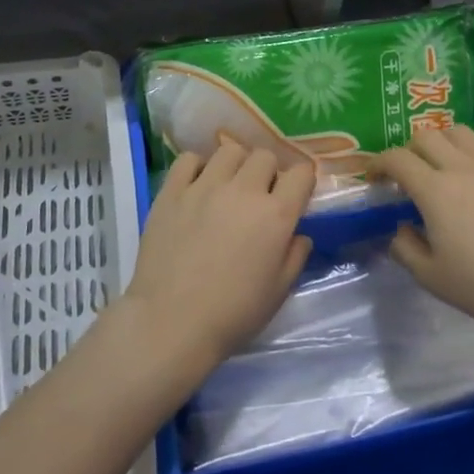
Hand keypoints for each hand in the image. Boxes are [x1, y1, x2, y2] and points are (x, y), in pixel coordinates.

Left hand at [125, 140, 313, 373]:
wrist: (170, 323)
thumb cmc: (232, 314)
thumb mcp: (279, 292)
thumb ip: (295, 257)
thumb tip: (298, 235)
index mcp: (275, 215)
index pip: (301, 173)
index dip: (302, 181)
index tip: (295, 195)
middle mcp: (243, 191)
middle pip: (265, 156)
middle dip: (269, 172)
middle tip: (260, 195)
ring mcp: (204, 186)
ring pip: (229, 151)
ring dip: (236, 165)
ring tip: (228, 186)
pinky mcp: (172, 191)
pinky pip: (188, 159)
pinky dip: (197, 166)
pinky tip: (197, 185)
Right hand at [372, 126, 473, 342]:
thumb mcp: (432, 277)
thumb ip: (405, 248)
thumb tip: (400, 228)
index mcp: (434, 190)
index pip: (396, 159)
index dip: (378, 163)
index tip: (374, 177)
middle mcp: (461, 165)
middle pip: (425, 136)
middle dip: (408, 150)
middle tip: (408, 173)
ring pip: (458, 131)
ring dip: (441, 142)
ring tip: (442, 163)